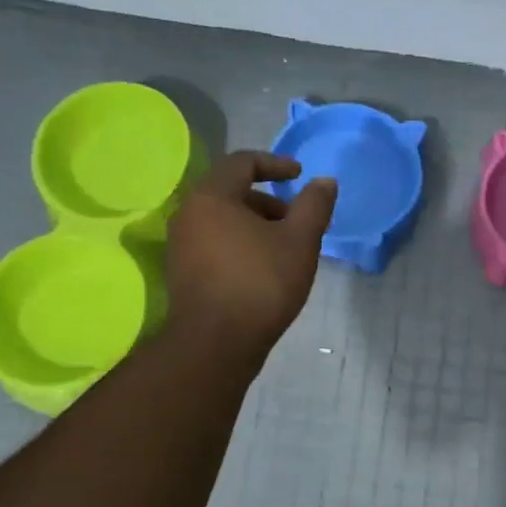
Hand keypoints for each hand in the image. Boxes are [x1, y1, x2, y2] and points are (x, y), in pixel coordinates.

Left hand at [165, 152, 336, 367]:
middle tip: (296, 219)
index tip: (299, 176)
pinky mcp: (182, 271)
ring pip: (222, 219)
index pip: (242, 162)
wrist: (216, 344)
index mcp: (212, 196)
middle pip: (230, 191)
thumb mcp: (300, 241)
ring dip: (254, 224)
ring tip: (283, 248)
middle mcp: (188, 214)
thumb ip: (314, 206)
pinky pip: (213, 242)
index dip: (275, 164)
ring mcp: (181, 244)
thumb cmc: (261, 284)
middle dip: (267, 200)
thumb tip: (324, 181)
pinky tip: (262, 268)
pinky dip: (239, 243)